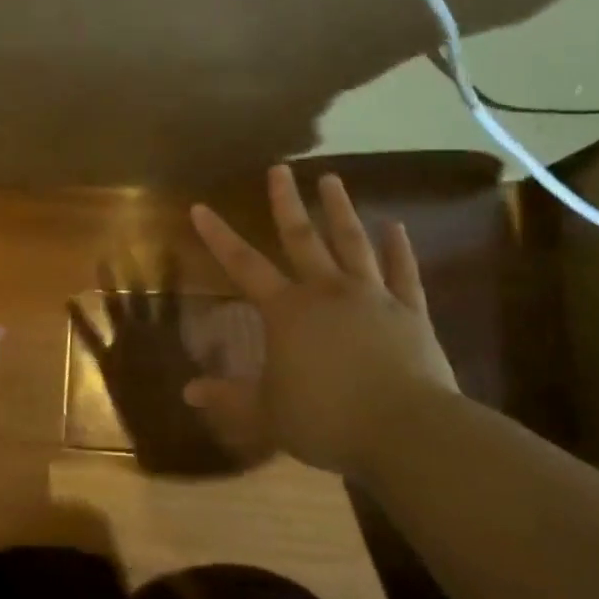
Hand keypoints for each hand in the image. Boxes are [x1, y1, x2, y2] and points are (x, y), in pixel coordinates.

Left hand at [68, 255, 262, 475]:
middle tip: (127, 242)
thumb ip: (214, 361)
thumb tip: (219, 336)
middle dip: (135, 271)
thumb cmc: (191, 419)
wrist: (159, 446)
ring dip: (109, 285)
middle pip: (140, 296)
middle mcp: (145, 336)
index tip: (168, 247)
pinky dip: (79, 321)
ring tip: (102, 259)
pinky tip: (68, 302)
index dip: (170, 272)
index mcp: (172, 338)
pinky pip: (91, 340)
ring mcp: (122, 349)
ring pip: (116, 309)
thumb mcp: (210, 386)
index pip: (171, 298)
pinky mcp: (107, 366)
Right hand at [185, 165, 460, 478]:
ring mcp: (372, 296)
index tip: (201, 207)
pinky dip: (398, 249)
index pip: (243, 265)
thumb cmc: (327, 419)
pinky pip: (403, 273)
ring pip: (352, 243)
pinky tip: (396, 227)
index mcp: (287, 311)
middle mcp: (327, 291)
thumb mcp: (267, 414)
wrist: (405, 430)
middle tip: (281, 168)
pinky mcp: (410, 312)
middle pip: (302, 238)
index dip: (219, 236)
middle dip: (286, 202)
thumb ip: (228, 398)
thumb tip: (188, 391)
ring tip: (332, 179)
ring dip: (340, 210)